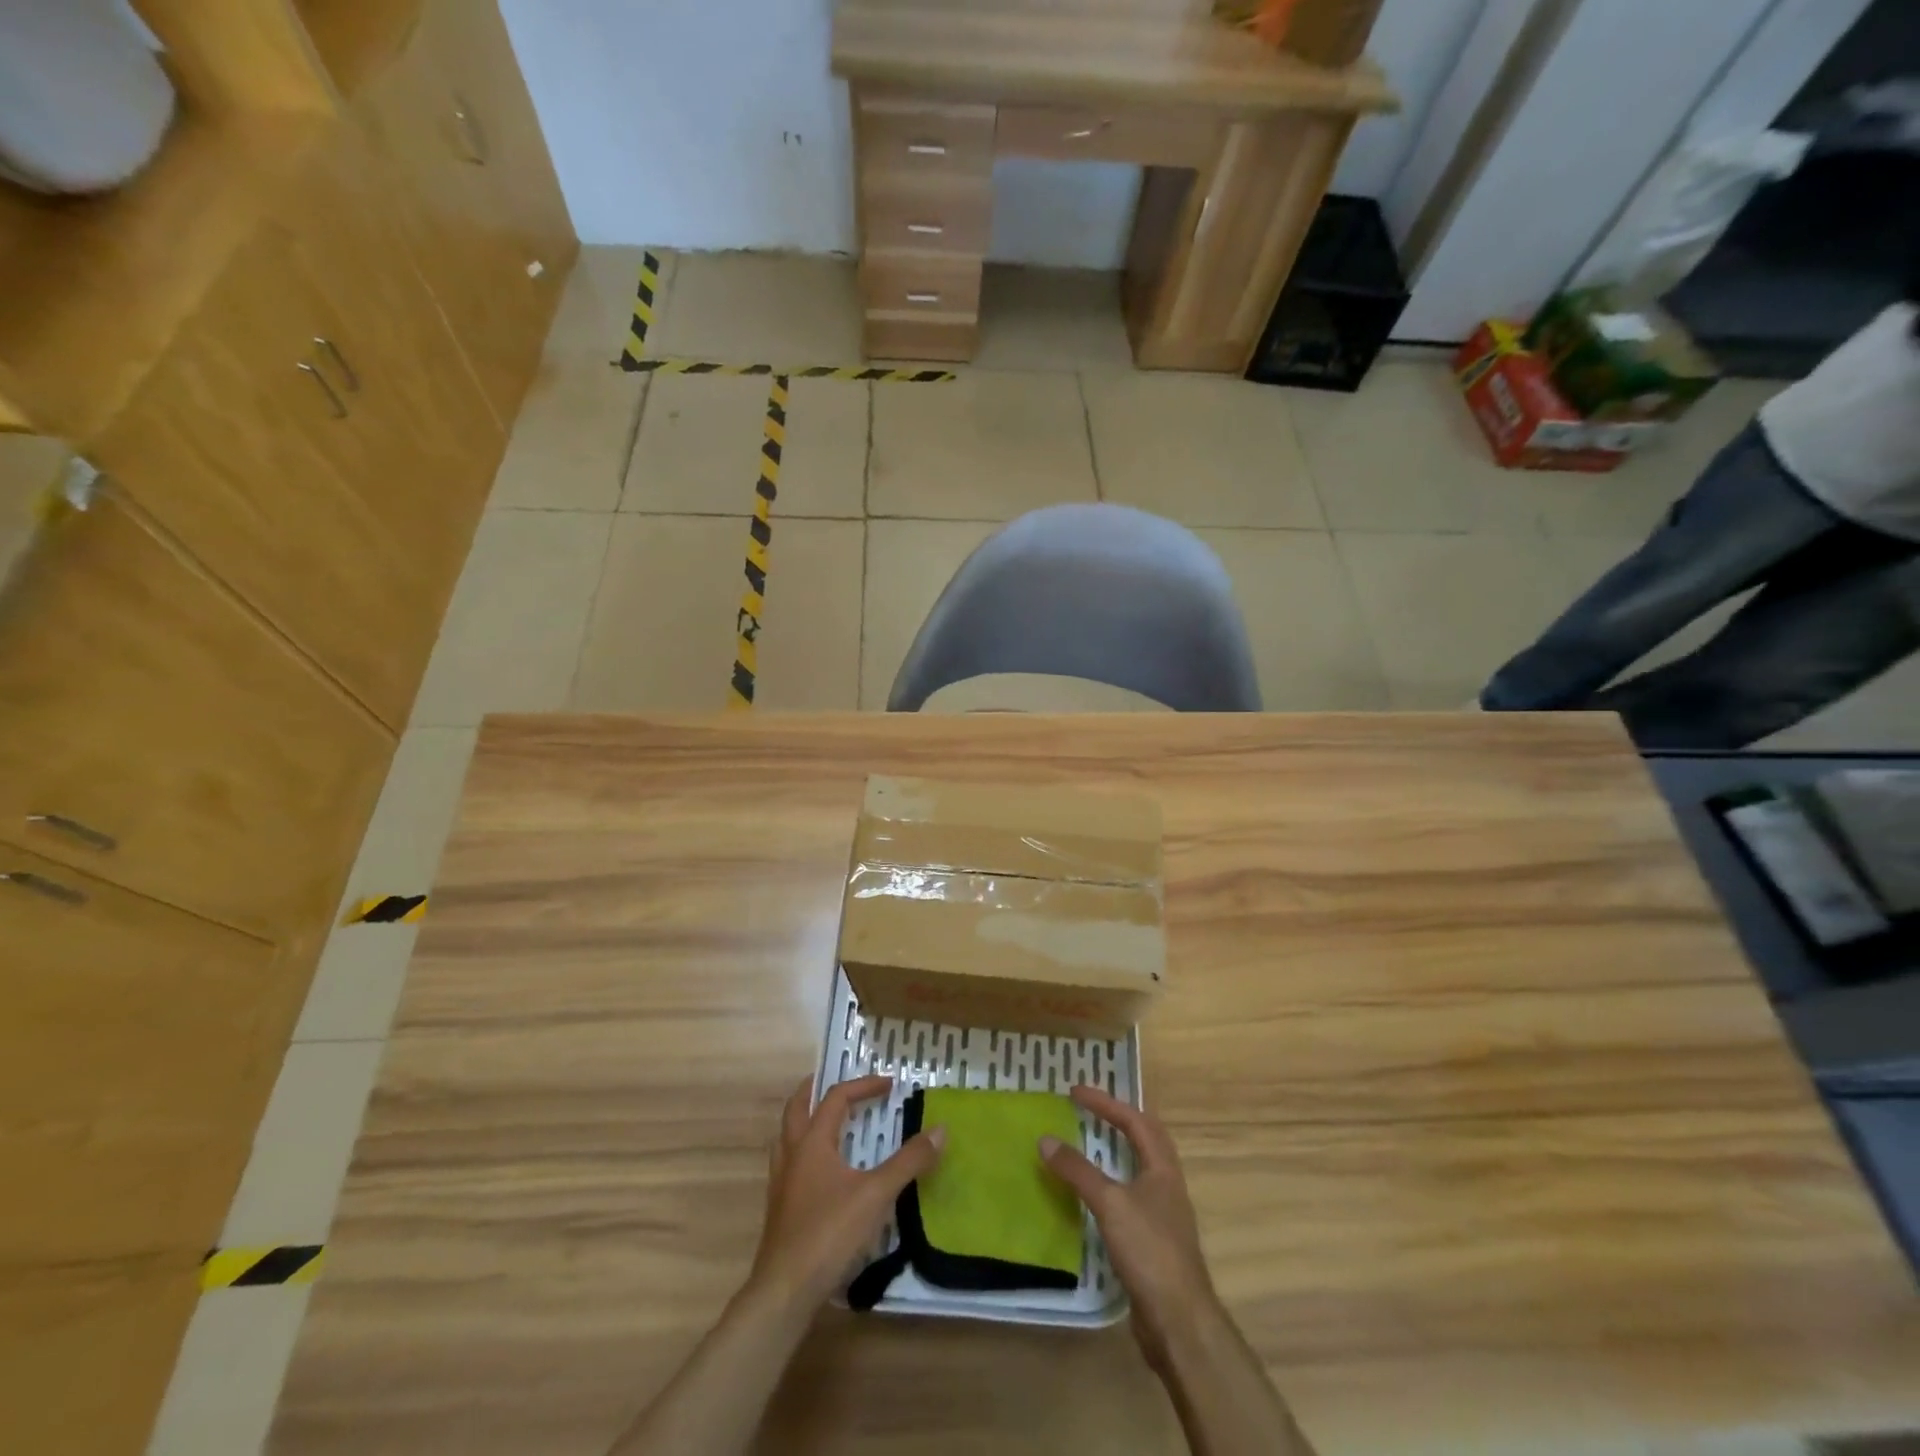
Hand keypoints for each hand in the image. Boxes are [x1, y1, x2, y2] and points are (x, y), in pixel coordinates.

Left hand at [749, 1075, 944, 1310]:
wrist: (784, 1292)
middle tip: (836, 1082)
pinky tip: (821, 1172)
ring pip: (787, 1136)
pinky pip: (789, 1163)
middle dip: (815, 1090)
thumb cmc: (829, 1233)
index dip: (863, 1086)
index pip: (836, 1098)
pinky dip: (805, 1151)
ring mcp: (781, 1182)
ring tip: (827, 1121)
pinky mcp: (779, 1209)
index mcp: (812, 1141)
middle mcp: (792, 1154)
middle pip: (797, 1108)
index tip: (888, 1085)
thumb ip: (908, 1162)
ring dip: (806, 1120)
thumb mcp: (876, 1194)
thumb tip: (940, 1130)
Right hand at [1039, 1085, 1216, 1370]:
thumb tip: (1045, 1139)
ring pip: (1137, 1169)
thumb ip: (1078, 1170)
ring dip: (1114, 1152)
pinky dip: (1110, 1185)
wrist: (1179, 1321)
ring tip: (1087, 1144)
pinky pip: (1129, 1197)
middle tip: (1087, 1109)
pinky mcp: (1153, 1241)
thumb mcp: (1110, 1203)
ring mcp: (1162, 1214)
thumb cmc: (1149, 1250)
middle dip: (1117, 1119)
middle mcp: (1166, 1184)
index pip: (1135, 1121)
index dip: (1106, 1102)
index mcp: (1163, 1167)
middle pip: (1144, 1140)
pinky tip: (1092, 1196)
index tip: (1075, 1092)